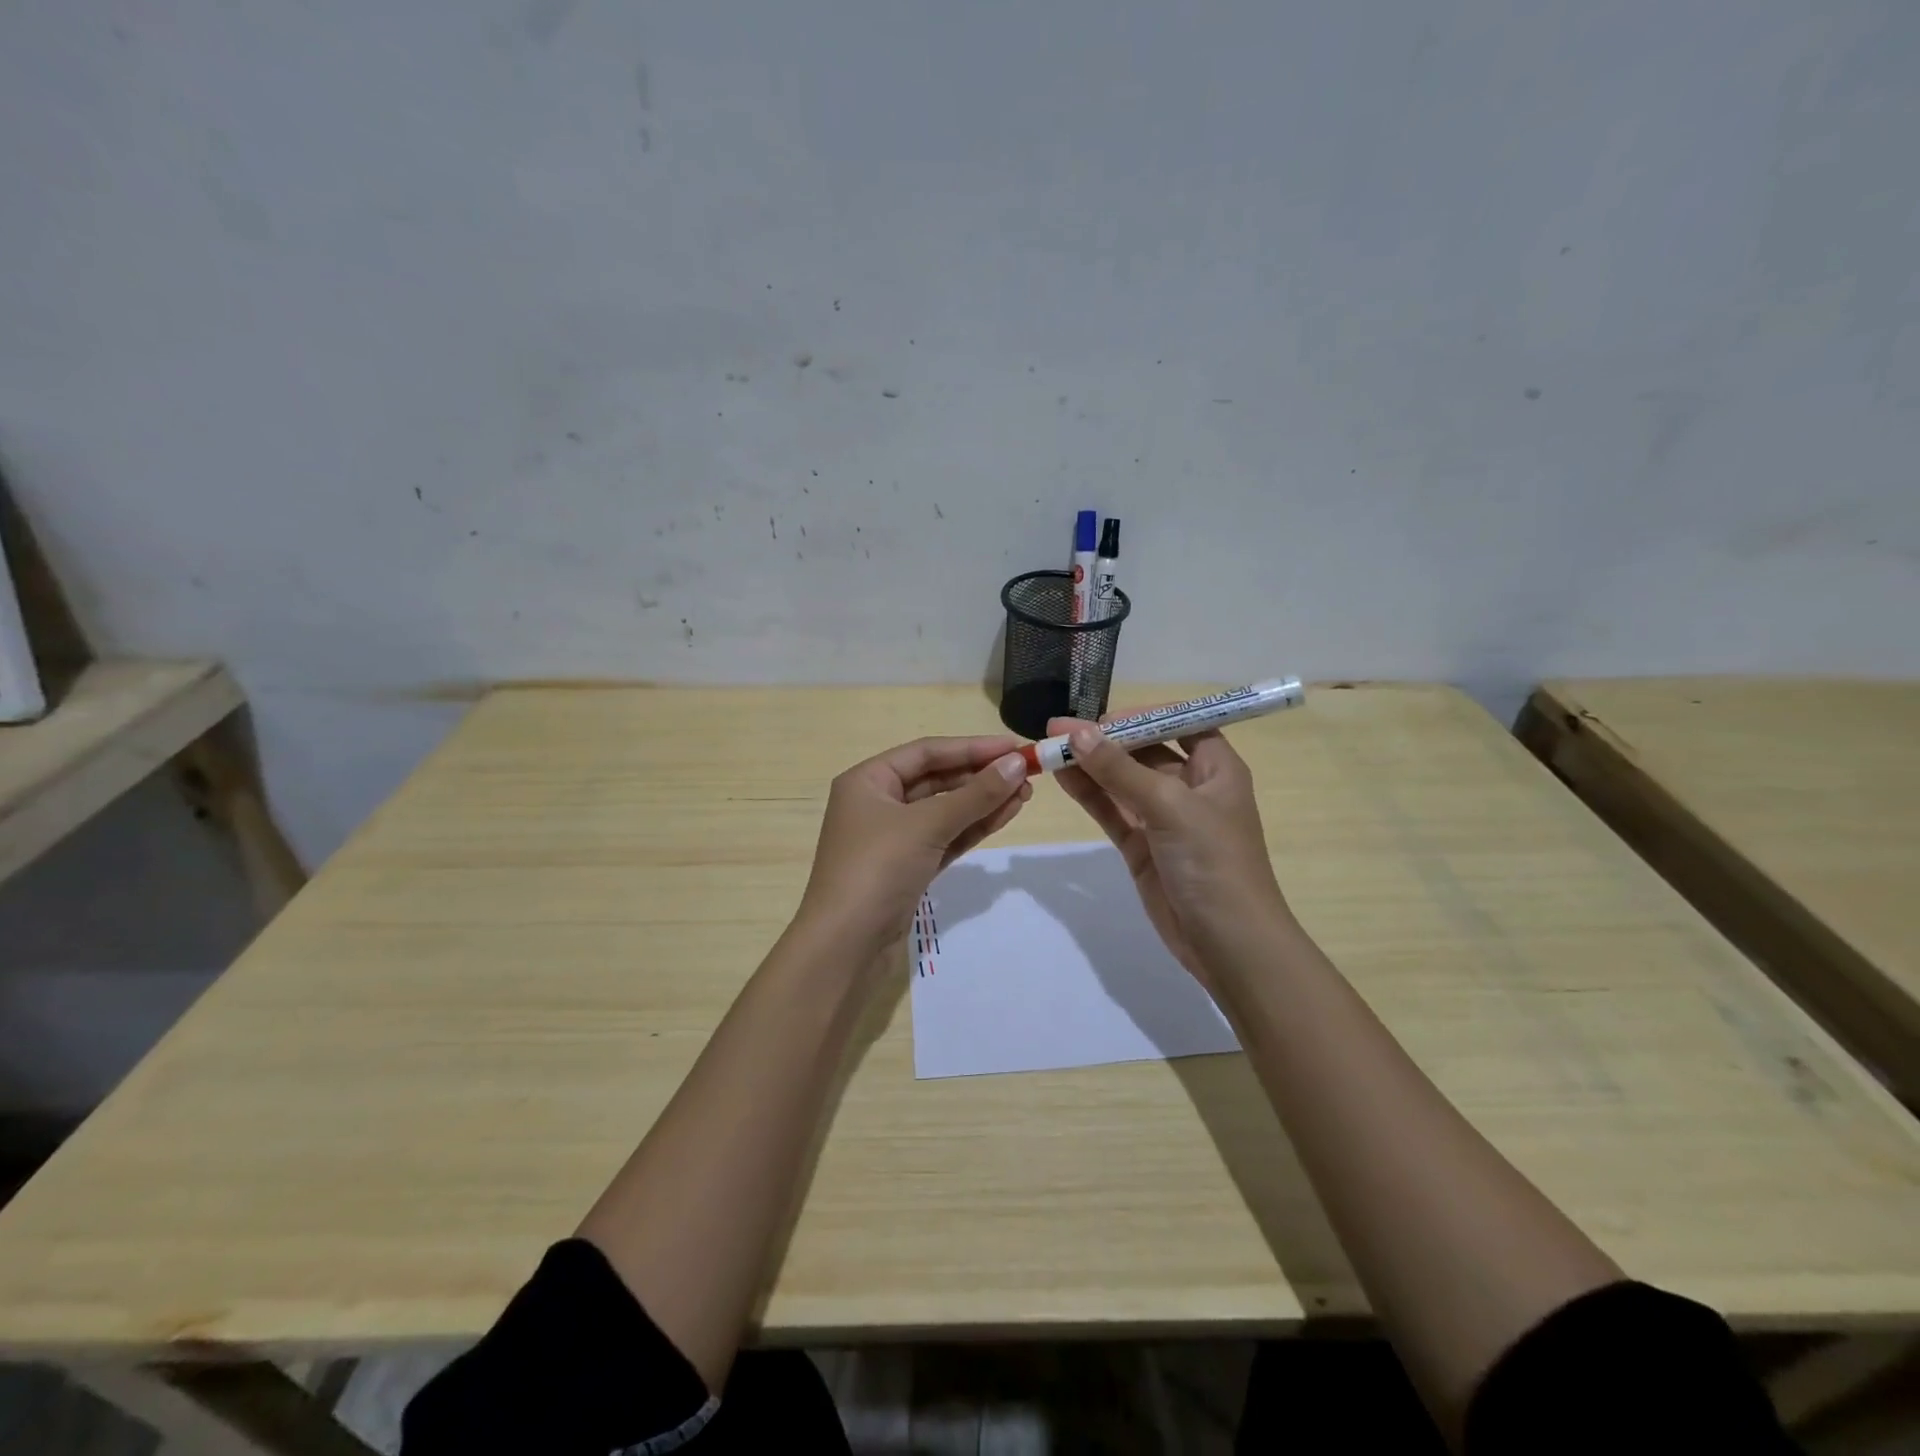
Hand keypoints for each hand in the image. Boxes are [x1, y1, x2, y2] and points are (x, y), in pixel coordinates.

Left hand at [798, 735, 1032, 952]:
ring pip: (945, 810)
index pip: (927, 753)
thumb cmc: (877, 870)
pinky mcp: (909, 867)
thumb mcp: (926, 825)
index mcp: (868, 780)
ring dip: (983, 801)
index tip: (1015, 748)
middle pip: (937, 779)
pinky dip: (974, 827)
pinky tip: (1006, 815)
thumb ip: (975, 795)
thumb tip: (1018, 764)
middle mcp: (878, 803)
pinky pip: (946, 837)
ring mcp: (894, 837)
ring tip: (1026, 794)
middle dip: (981, 776)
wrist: (846, 946)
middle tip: (1028, 774)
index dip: (972, 748)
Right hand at [1048, 718, 1290, 984]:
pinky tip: (1061, 777)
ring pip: (1122, 782)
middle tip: (1057, 731)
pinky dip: (1089, 795)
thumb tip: (1078, 733)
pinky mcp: (1142, 847)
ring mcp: (1164, 819)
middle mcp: (1191, 787)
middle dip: (1104, 740)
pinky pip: (1112, 811)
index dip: (1141, 717)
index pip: (1179, 724)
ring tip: (1047, 750)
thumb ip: (1121, 770)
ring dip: (1089, 766)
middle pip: (1144, 751)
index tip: (1101, 718)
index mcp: (1216, 768)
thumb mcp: (1170, 806)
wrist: (1228, 944)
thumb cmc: (1213, 862)